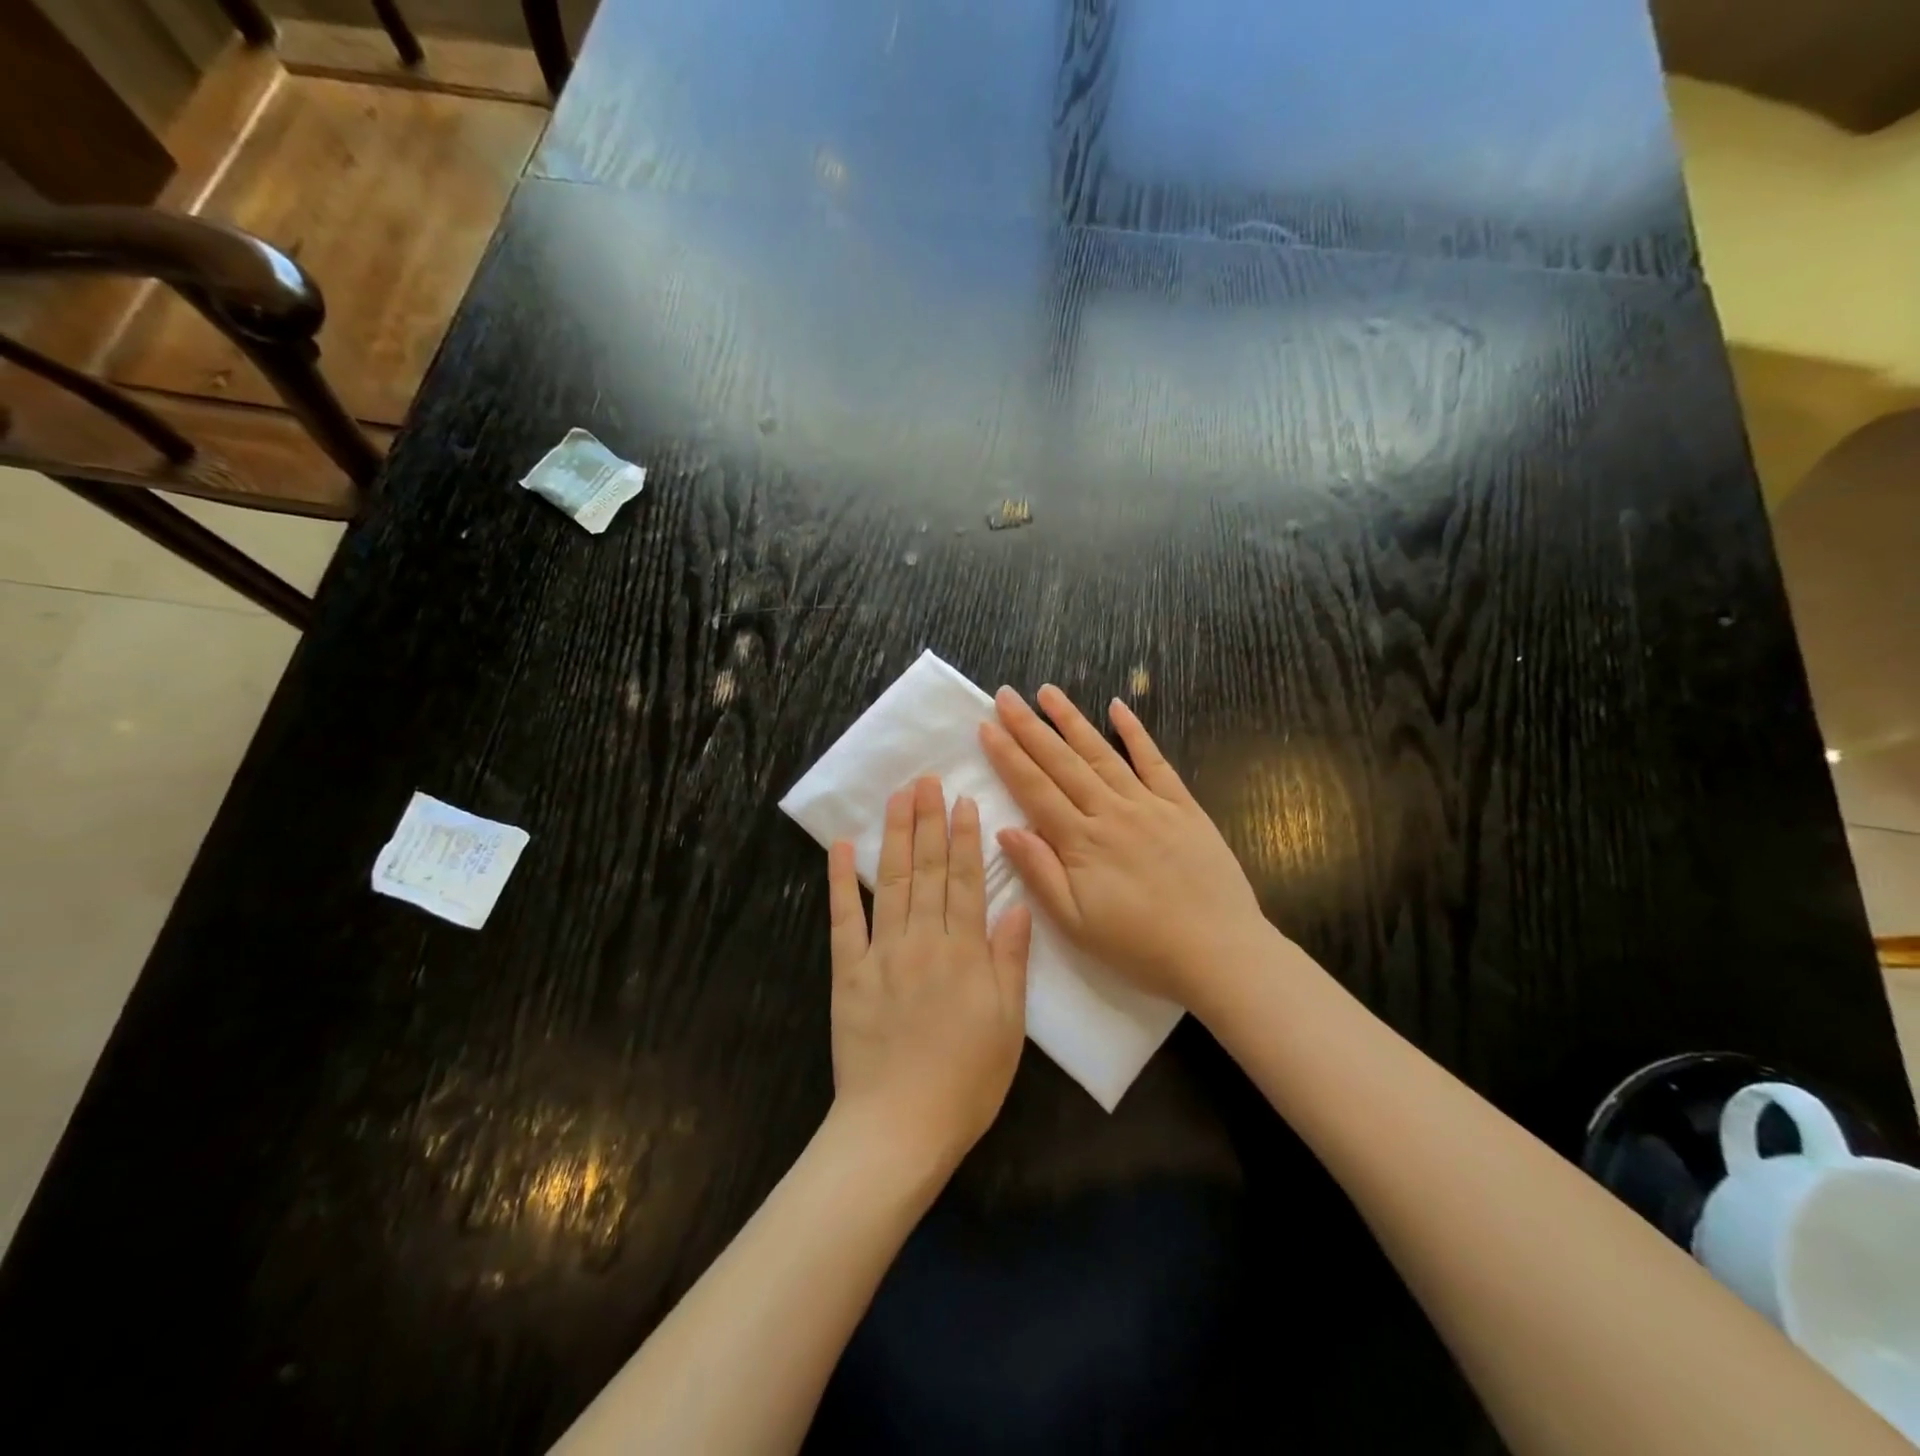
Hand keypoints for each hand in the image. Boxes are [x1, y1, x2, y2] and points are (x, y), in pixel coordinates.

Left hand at [828, 777, 1031, 1174]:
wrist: (898, 1126)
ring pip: (892, 881)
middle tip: (926, 780)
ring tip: (898, 796)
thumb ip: (1011, 962)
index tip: (963, 801)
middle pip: (928, 869)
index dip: (966, 838)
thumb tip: (1018, 908)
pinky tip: (843, 847)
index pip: (967, 880)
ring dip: (896, 835)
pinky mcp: (847, 971)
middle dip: (928, 821)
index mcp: (965, 952)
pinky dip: (841, 880)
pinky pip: (844, 918)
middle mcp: (924, 939)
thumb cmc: (966, 1081)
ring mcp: (881, 952)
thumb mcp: (1009, 1025)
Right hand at [980, 686, 1267, 1006]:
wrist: (1219, 953)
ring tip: (1048, 691)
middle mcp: (1111, 812)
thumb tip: (1005, 830)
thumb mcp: (1076, 924)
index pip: (1035, 789)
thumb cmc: (1140, 946)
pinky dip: (1136, 732)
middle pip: (1062, 762)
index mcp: (1081, 842)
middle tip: (1006, 695)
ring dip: (1072, 720)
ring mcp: (1149, 804)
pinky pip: (1155, 761)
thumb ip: (1040, 873)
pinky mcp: (1183, 806)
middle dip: (1030, 727)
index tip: (986, 726)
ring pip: (1102, 753)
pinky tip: (1118, 706)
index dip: (1008, 756)